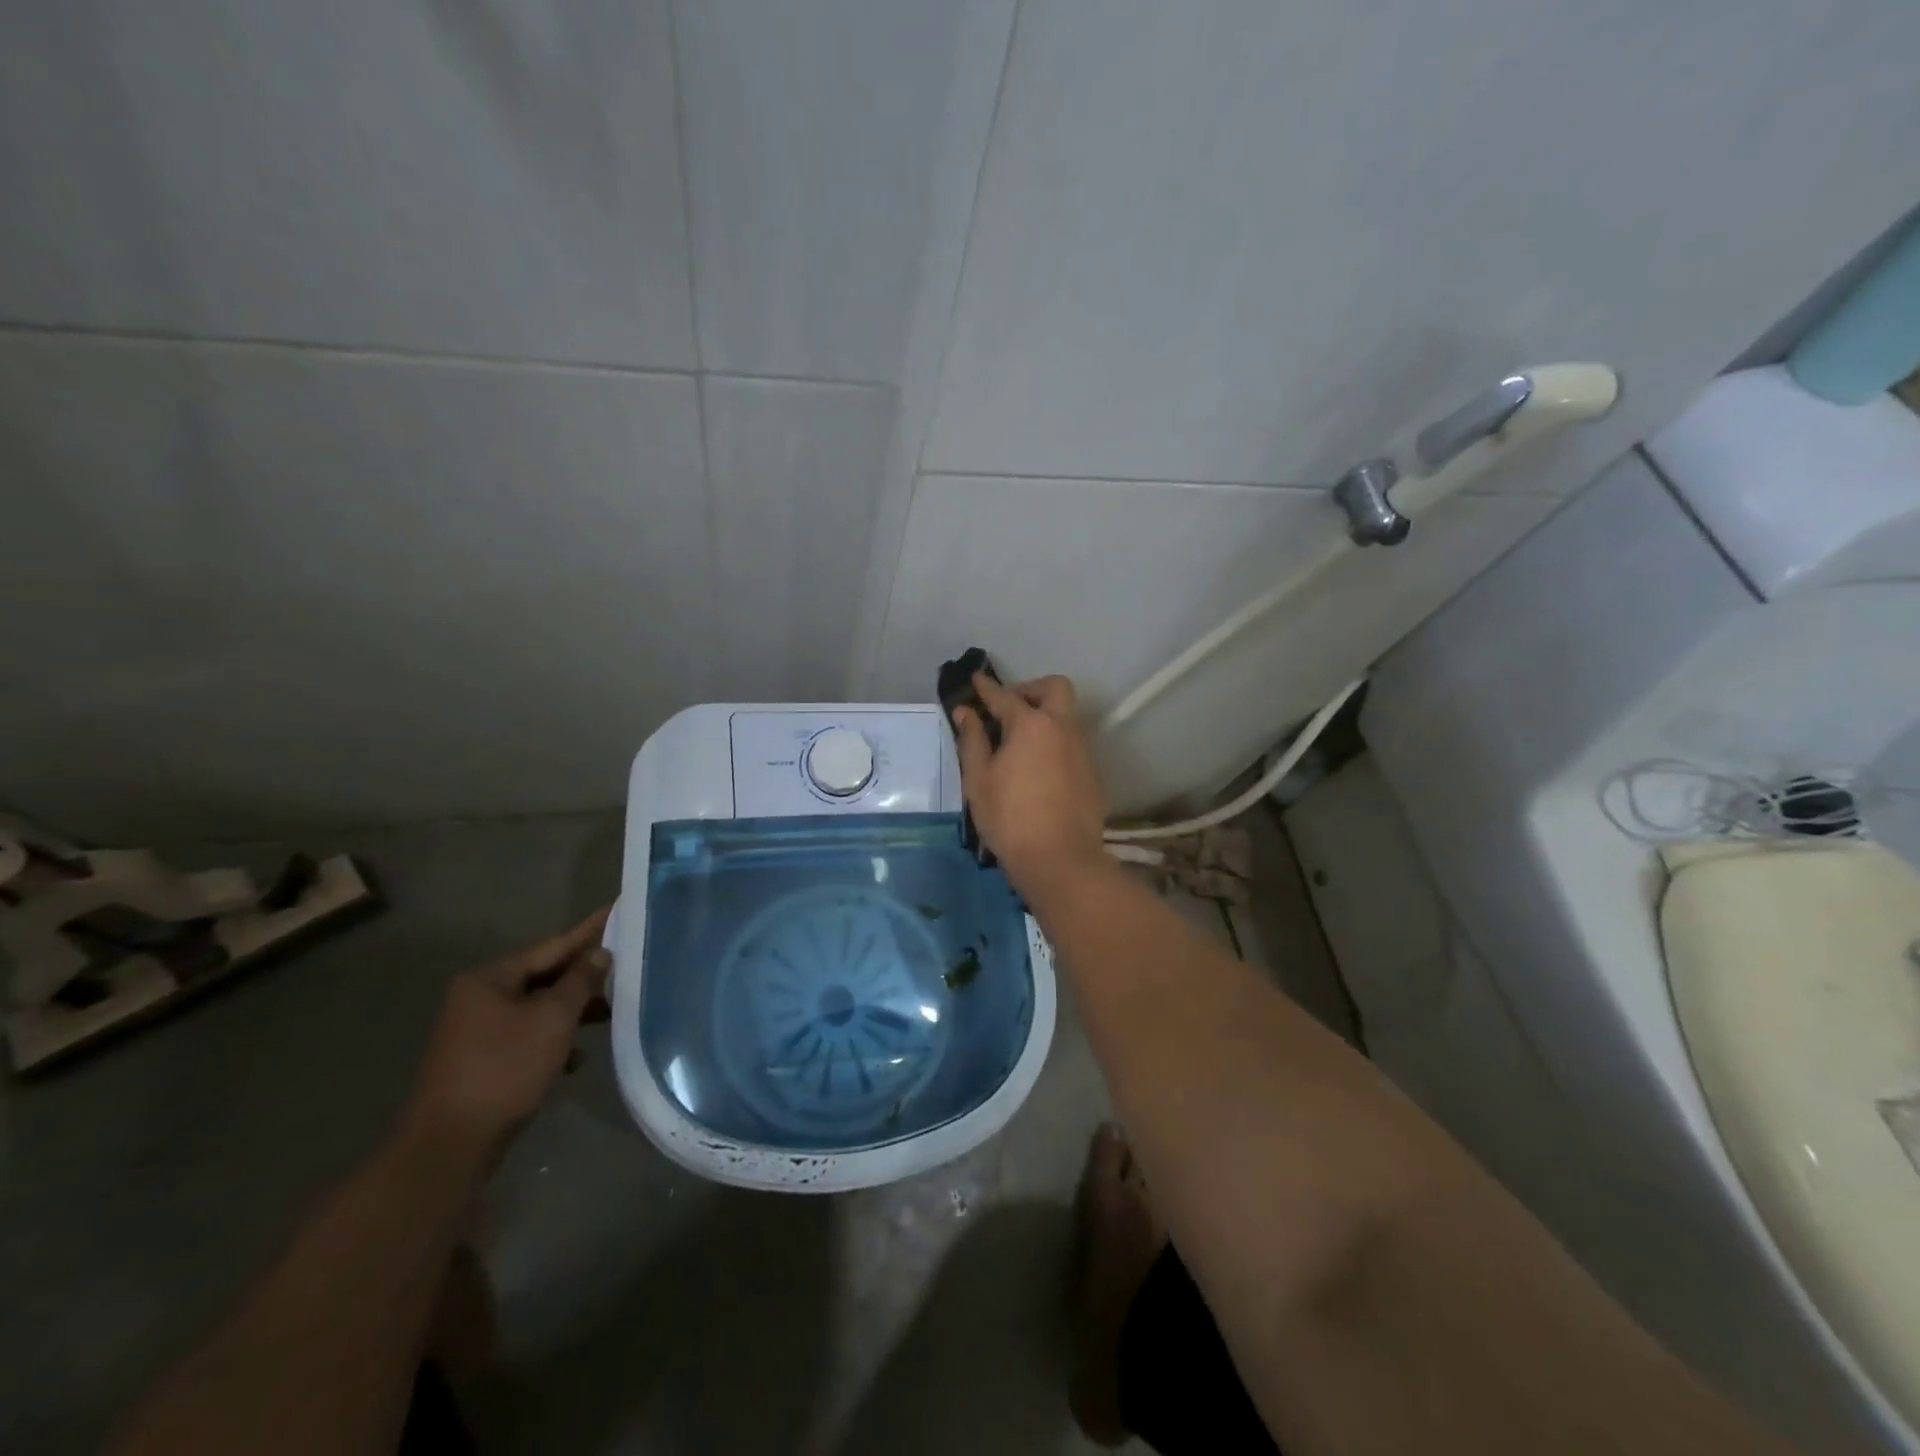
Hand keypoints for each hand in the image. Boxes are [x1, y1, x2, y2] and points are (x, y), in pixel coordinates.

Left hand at [400, 908, 611, 1161]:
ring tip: (612, 1010)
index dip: (588, 932)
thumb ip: (580, 981)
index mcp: (489, 980)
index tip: (616, 910)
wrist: (451, 1145)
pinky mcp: (482, 1063)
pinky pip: (527, 1038)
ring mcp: (477, 1033)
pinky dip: (554, 1040)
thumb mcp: (553, 1019)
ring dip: (572, 1011)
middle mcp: (478, 999)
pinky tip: (577, 1056)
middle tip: (625, 963)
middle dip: (583, 976)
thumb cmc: (505, 1069)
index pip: (551, 946)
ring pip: (537, 1009)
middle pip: (543, 977)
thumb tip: (600, 953)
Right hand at [952, 673, 1109, 904]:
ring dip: (1044, 716)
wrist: (1060, 860)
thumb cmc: (1010, 818)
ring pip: (1066, 716)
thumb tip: (966, 712)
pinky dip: (1054, 742)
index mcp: (1031, 724)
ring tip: (1019, 743)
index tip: (975, 681)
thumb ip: (973, 740)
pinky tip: (1037, 769)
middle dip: (1031, 690)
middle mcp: (1062, 727)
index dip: (986, 687)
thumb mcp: (979, 780)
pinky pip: (1072, 743)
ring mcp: (1082, 749)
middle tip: (1008, 710)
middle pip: (1054, 688)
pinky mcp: (1091, 772)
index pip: (1005, 695)